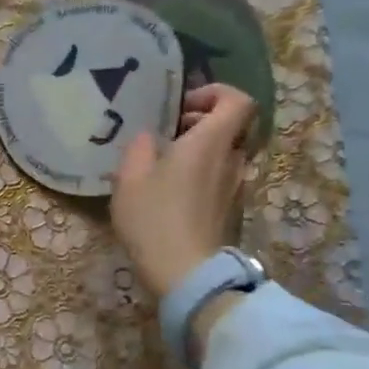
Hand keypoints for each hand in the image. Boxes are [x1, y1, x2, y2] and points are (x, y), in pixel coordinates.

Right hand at [109, 83, 255, 298]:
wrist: (188, 274)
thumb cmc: (155, 219)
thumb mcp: (130, 178)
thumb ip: (139, 147)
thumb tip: (148, 136)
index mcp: (211, 142)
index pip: (238, 100)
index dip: (214, 93)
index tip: (183, 106)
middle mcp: (233, 159)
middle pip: (233, 126)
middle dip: (202, 121)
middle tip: (168, 134)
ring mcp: (237, 187)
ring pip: (227, 153)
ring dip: (201, 150)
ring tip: (166, 165)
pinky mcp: (232, 210)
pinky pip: (222, 177)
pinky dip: (202, 174)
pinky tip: (172, 193)